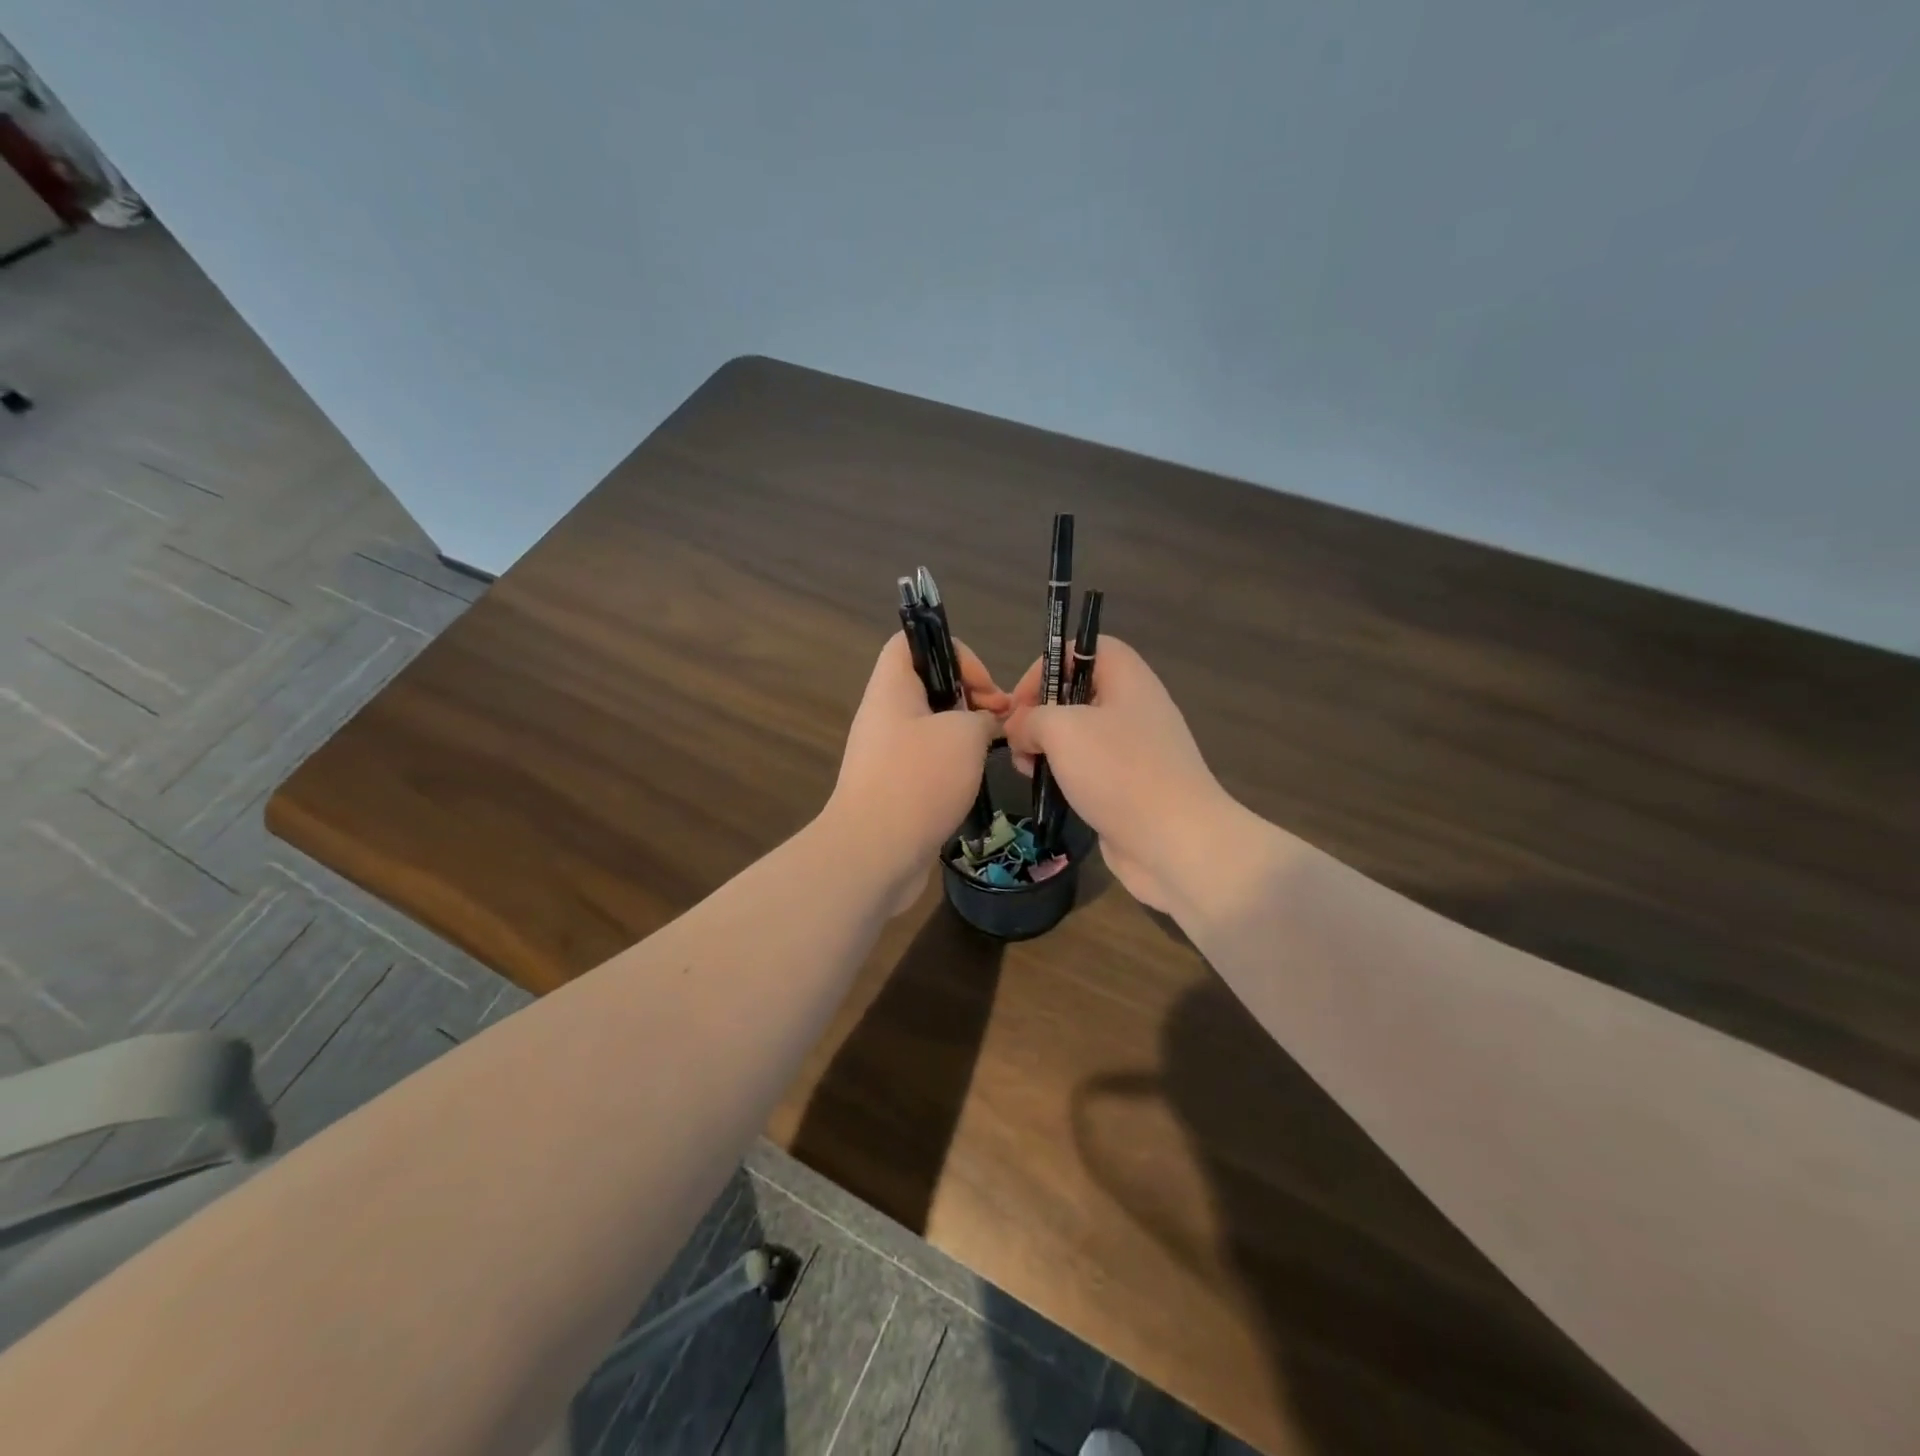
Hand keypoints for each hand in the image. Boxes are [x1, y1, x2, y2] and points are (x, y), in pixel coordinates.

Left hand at [825, 632, 1008, 914]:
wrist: (874, 853)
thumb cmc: (918, 780)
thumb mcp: (964, 735)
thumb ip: (983, 716)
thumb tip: (986, 722)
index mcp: (891, 688)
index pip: (912, 642)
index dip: (953, 651)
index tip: (983, 686)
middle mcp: (885, 715)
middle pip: (929, 684)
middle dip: (970, 696)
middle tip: (999, 720)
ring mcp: (887, 753)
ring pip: (933, 725)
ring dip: (966, 733)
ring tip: (995, 750)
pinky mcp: (895, 786)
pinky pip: (928, 760)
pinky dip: (954, 764)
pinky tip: (975, 780)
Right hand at [1004, 637, 1244, 913]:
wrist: (1175, 841)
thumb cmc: (1119, 772)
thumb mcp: (1062, 730)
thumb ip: (1031, 718)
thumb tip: (1020, 729)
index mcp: (1128, 679)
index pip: (1086, 648)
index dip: (1049, 664)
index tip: (1022, 699)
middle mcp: (1134, 708)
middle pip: (1079, 692)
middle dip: (1041, 711)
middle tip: (1017, 737)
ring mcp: (1135, 750)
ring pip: (1080, 733)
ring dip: (1047, 746)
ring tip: (1027, 767)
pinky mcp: (1130, 786)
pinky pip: (1090, 767)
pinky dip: (1065, 774)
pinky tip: (1047, 790)